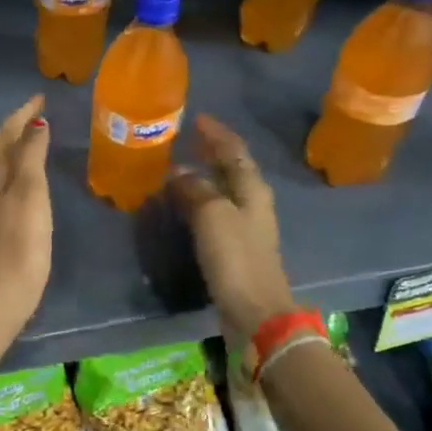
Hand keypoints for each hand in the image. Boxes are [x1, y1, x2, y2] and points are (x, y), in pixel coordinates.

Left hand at [0, 95, 52, 322]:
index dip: (21, 113)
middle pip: (0, 148)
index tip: (39, 96)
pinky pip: (7, 187)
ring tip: (36, 140)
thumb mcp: (30, 190)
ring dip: (17, 149)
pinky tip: (30, 181)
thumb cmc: (21, 238)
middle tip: (39, 113)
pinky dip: (19, 172)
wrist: (2, 291)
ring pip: (2, 167)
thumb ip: (31, 155)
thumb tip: (35, 123)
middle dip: (18, 127)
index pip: (6, 134)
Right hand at [168, 115, 292, 339]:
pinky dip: (198, 201)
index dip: (217, 134)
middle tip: (186, 140)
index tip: (197, 118)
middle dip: (211, 153)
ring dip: (202, 177)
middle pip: (232, 169)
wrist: (255, 312)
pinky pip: (213, 214)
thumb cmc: (236, 258)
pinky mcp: (234, 249)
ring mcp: (245, 227)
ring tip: (177, 168)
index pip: (235, 151)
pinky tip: (181, 205)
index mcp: (253, 189)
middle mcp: (252, 204)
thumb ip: (196, 190)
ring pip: (222, 191)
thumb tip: (179, 173)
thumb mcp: (213, 215)